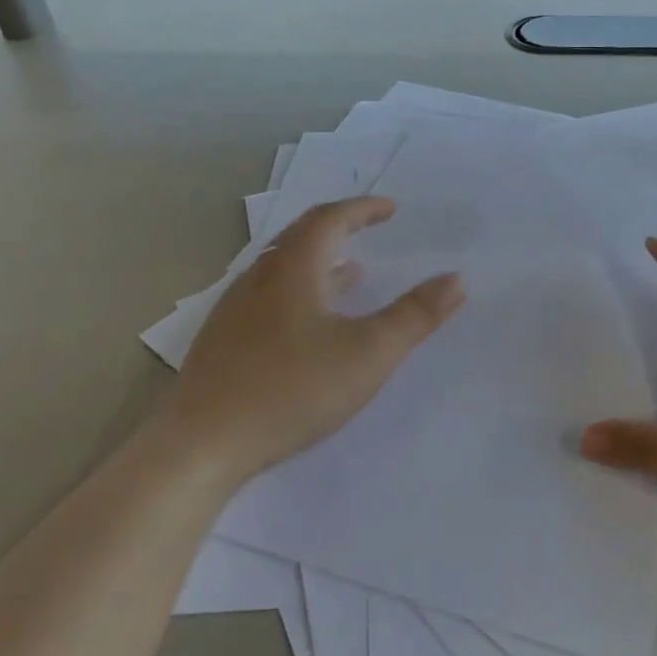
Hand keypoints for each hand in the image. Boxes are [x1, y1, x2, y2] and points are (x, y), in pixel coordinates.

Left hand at [173, 198, 464, 481]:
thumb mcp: (369, 353)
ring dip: (319, 259)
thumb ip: (416, 315)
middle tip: (370, 227)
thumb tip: (456, 279)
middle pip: (301, 236)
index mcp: (293, 269)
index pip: (330, 219)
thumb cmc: (292, 390)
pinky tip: (310, 323)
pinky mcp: (223, 341)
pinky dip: (300, 289)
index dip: (363, 209)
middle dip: (340, 226)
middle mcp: (259, 277)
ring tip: (351, 270)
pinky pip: (268, 294)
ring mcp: (235, 309)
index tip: (391, 209)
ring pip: (281, 267)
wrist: (200, 446)